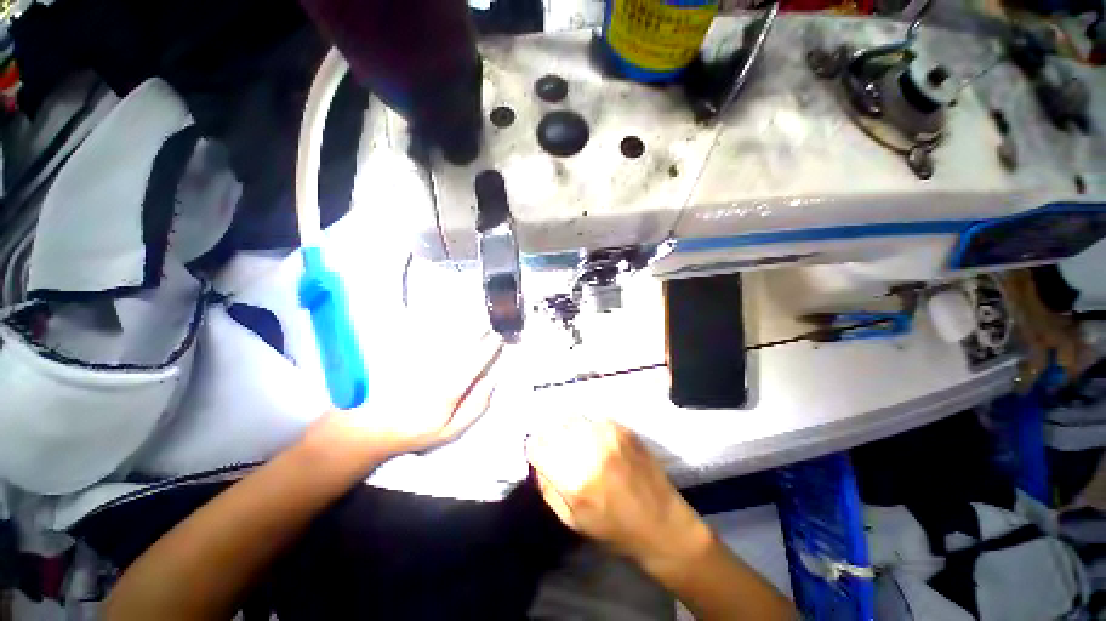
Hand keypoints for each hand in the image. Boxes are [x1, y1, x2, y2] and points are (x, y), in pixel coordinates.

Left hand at [302, 333, 504, 470]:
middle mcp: (435, 367)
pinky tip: (442, 316)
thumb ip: (475, 406)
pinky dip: (434, 320)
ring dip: (461, 321)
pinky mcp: (403, 351)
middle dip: (479, 328)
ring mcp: (418, 356)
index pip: (476, 359)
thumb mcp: (449, 431)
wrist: (367, 428)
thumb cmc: (413, 431)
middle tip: (489, 322)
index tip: (500, 337)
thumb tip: (492, 380)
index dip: (491, 346)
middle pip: (462, 339)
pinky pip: (422, 330)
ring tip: (472, 316)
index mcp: (449, 388)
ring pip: (444, 331)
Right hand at [526, 416, 709, 566]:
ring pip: (573, 418)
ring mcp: (608, 435)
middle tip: (556, 447)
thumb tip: (537, 463)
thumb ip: (548, 488)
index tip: (538, 453)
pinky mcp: (623, 428)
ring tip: (576, 443)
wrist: (662, 523)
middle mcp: (588, 449)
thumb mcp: (572, 521)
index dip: (534, 449)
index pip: (537, 447)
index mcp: (573, 479)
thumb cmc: (615, 530)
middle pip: (554, 427)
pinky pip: (594, 419)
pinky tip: (597, 442)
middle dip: (550, 437)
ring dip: (568, 430)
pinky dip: (589, 428)